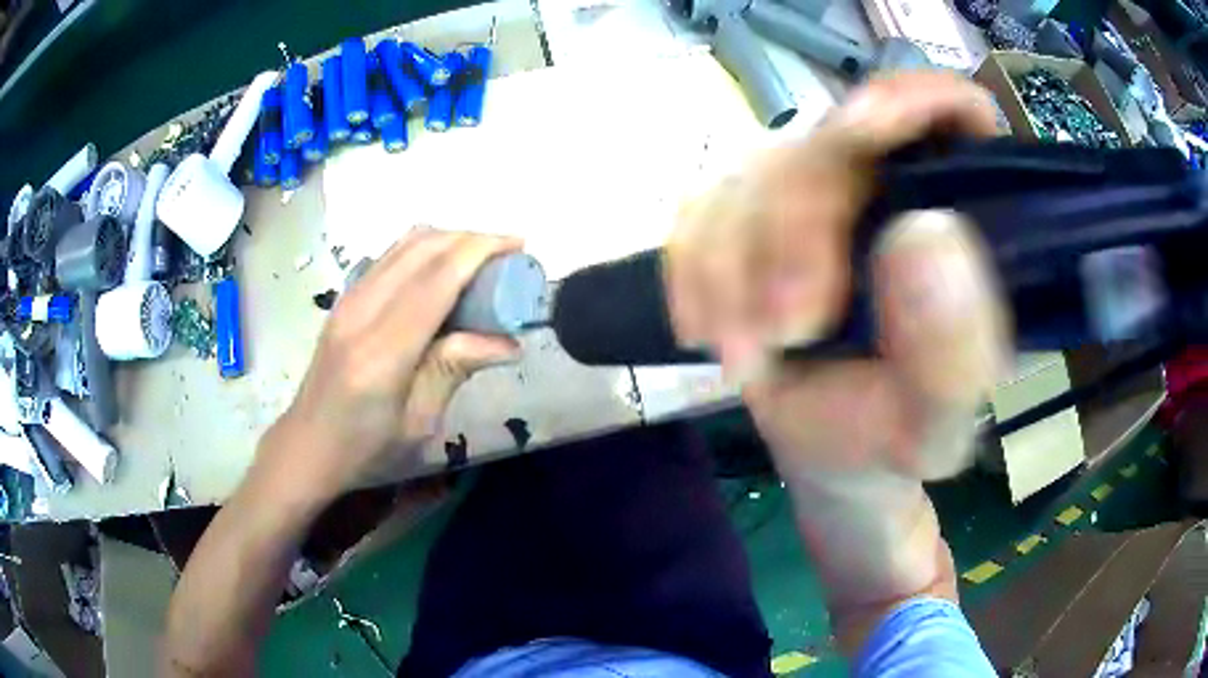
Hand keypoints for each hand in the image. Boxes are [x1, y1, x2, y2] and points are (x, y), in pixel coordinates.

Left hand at [261, 229, 523, 496]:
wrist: (308, 445)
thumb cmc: (366, 449)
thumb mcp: (420, 423)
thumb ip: (456, 370)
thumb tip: (508, 342)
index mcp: (382, 352)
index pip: (437, 279)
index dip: (481, 250)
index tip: (519, 244)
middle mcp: (361, 312)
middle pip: (422, 248)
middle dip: (471, 238)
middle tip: (508, 253)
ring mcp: (348, 300)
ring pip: (404, 244)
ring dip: (448, 239)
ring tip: (482, 257)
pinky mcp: (345, 299)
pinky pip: (391, 256)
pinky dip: (425, 250)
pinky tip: (444, 269)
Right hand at [668, 71, 1008, 479]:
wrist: (830, 455)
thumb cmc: (893, 437)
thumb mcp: (935, 425)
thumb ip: (952, 351)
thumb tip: (923, 234)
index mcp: (964, 219)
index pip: (954, 113)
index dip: (911, 97)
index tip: (859, 131)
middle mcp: (892, 184)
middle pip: (833, 140)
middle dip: (794, 225)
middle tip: (786, 326)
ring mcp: (817, 192)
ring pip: (754, 171)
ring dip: (734, 264)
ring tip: (747, 354)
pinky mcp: (752, 215)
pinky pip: (700, 208)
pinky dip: (693, 269)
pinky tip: (708, 327)